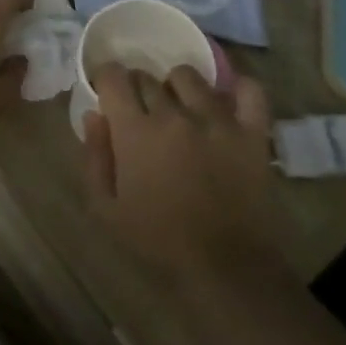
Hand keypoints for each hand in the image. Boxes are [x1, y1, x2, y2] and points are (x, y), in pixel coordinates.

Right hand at [80, 63, 278, 285]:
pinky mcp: (252, 132)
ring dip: (178, 87)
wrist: (224, 267)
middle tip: (142, 113)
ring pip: (190, 77)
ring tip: (182, 109)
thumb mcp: (106, 208)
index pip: (114, 77)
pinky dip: (239, 89)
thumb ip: (95, 157)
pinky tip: (229, 101)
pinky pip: (250, 92)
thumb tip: (94, 115)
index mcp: (136, 131)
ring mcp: (217, 120)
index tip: (108, 94)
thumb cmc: (158, 240)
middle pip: (148, 77)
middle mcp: (174, 114)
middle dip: (138, 88)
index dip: (106, 80)